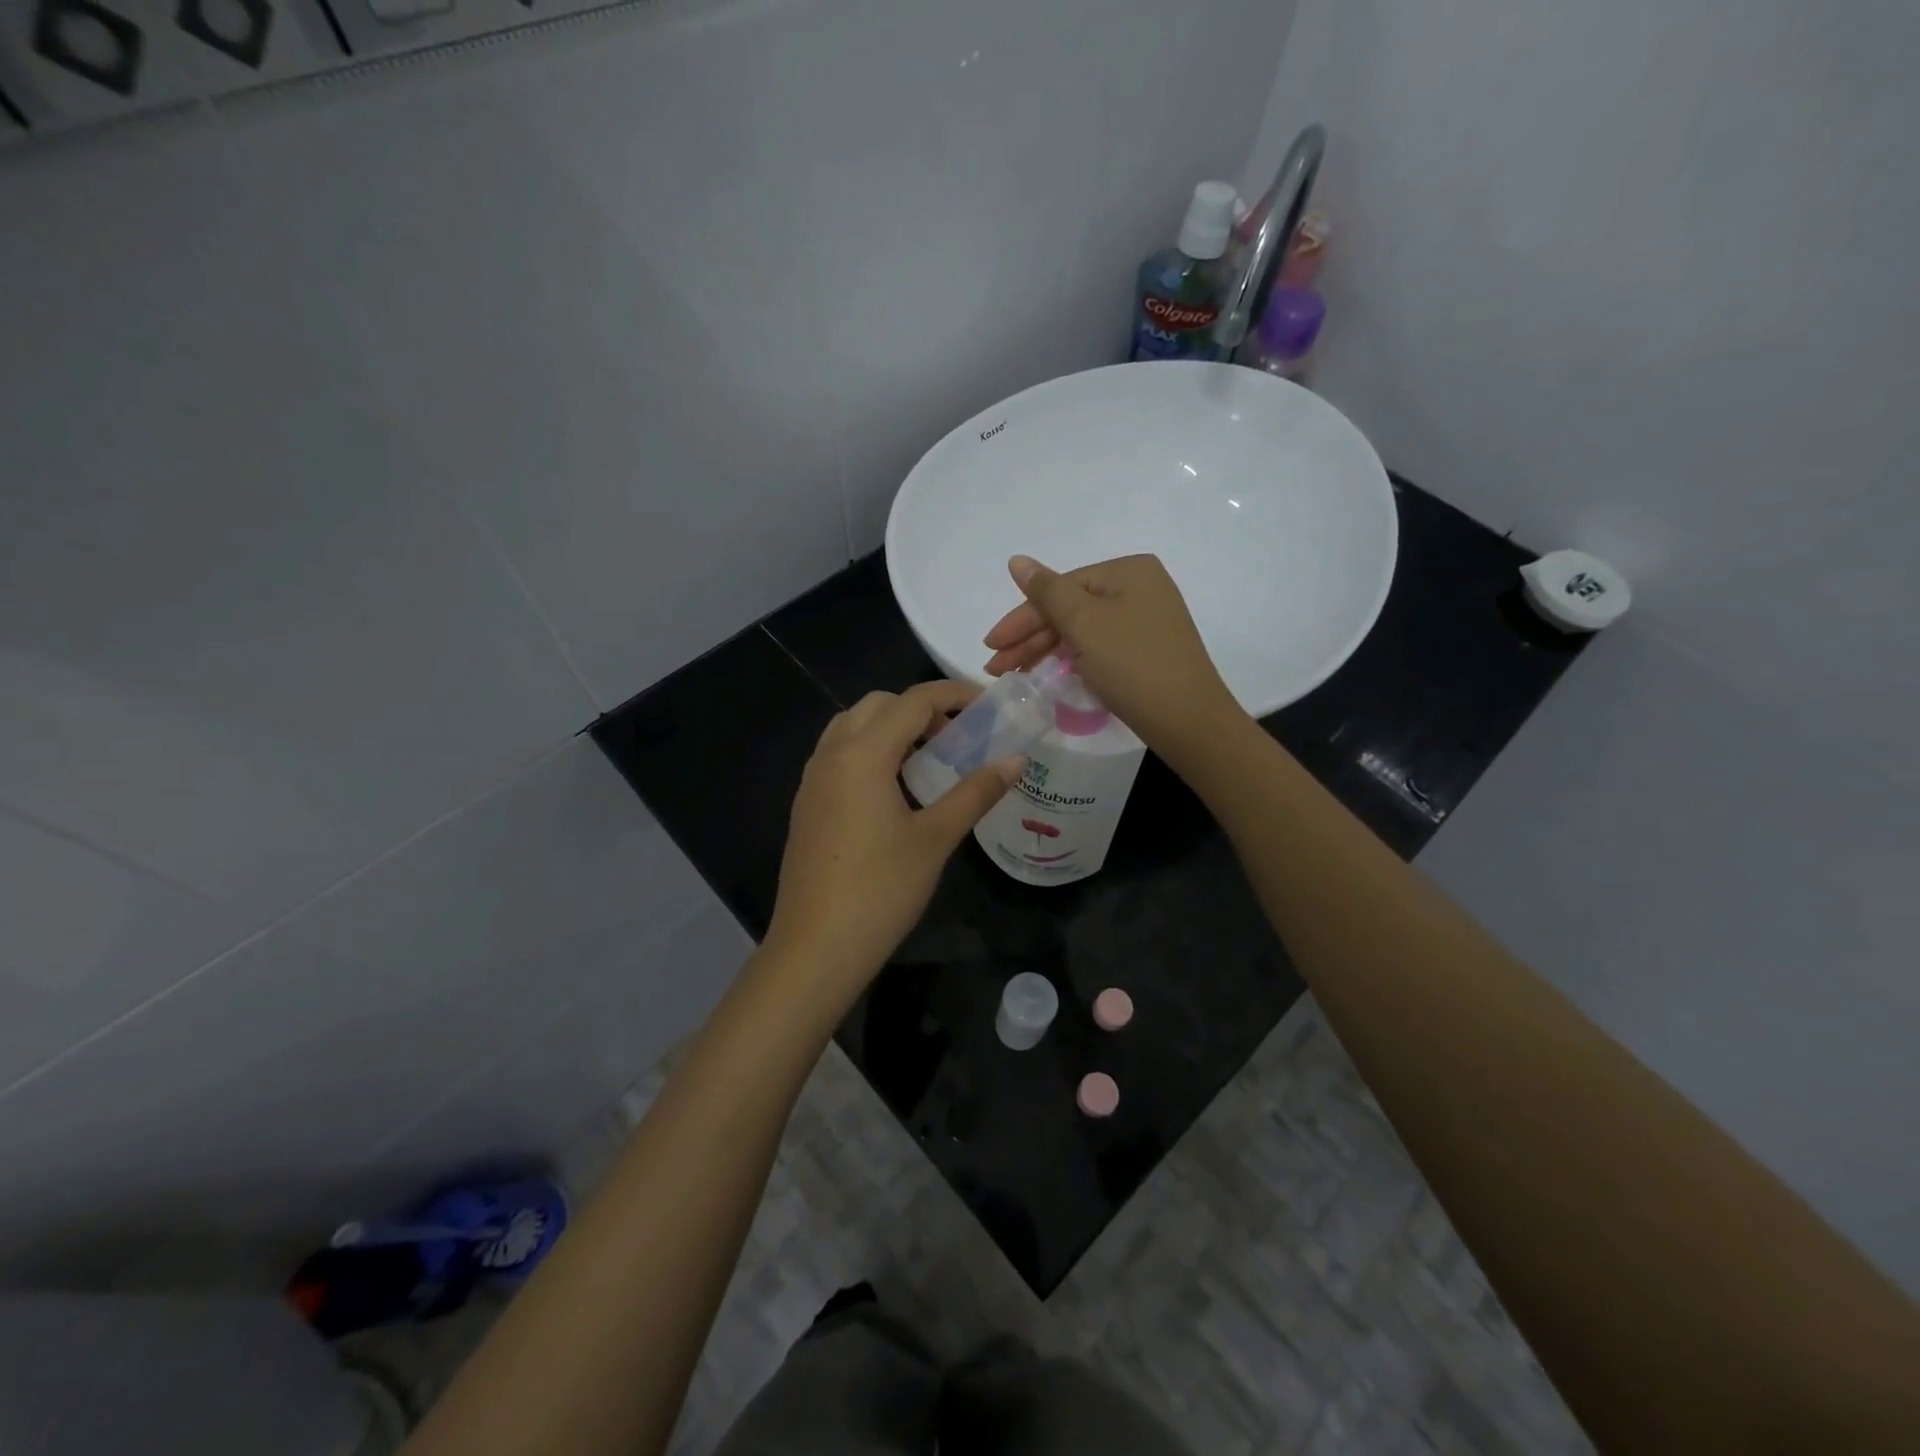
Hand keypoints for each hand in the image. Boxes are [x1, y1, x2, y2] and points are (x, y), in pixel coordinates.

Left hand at [765, 681, 1020, 995]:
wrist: (816, 947)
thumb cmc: (881, 889)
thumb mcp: (936, 838)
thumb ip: (976, 792)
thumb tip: (1015, 760)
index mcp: (863, 753)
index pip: (913, 701)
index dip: (954, 695)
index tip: (988, 705)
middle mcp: (831, 754)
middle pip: (878, 705)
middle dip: (921, 709)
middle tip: (957, 737)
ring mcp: (812, 779)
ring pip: (852, 727)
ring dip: (891, 728)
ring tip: (928, 760)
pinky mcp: (807, 804)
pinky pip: (839, 754)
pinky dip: (869, 751)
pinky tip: (894, 790)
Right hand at [982, 553, 1243, 765]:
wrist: (1188, 720)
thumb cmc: (1133, 664)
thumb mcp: (1084, 623)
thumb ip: (1046, 592)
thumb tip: (1017, 560)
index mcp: (1128, 571)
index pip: (1060, 587)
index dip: (1021, 618)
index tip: (990, 645)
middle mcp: (1139, 588)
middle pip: (1069, 609)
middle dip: (1029, 638)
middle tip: (996, 667)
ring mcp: (1145, 621)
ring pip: (1081, 630)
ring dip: (1044, 651)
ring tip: (1013, 675)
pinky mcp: (1146, 651)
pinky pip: (1097, 647)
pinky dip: (1070, 660)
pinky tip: (1047, 674)